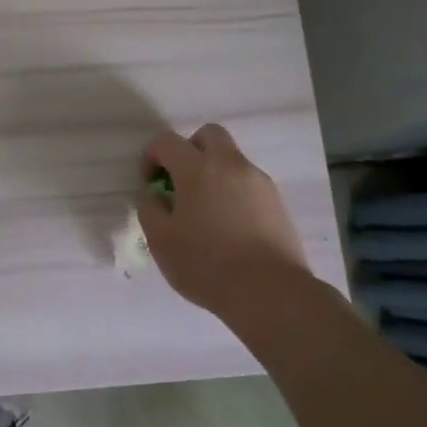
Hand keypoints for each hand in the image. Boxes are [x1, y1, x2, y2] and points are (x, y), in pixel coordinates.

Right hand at [137, 124, 307, 315]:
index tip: (150, 183)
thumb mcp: (160, 240)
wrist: (269, 292)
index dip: (151, 156)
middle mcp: (230, 165)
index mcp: (197, 168)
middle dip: (190, 149)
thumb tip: (153, 194)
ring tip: (207, 212)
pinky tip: (230, 227)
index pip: (167, 141)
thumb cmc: (206, 264)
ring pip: (232, 160)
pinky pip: (249, 184)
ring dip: (214, 173)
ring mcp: (259, 182)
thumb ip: (149, 208)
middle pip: (209, 135)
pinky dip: (234, 193)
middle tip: (181, 182)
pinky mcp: (277, 202)